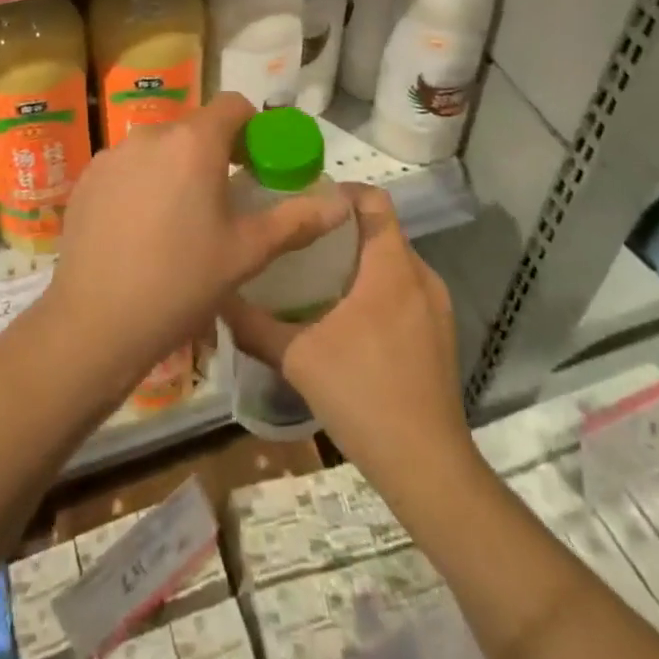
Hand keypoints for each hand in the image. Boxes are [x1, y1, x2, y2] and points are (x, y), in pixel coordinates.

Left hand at [44, 92, 350, 398]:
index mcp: (194, 142)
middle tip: (223, 200)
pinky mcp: (87, 178)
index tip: (257, 164)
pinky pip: (126, 167)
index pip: (233, 105)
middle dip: (214, 152)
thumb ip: (296, 220)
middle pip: (194, 128)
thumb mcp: (247, 253)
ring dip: (176, 167)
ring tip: (179, 219)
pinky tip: (140, 229)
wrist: (95, 323)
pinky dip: (141, 183)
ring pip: (158, 148)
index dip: (252, 127)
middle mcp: (151, 135)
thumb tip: (341, 203)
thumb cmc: (181, 283)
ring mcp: (112, 155)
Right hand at [222, 185, 471, 474]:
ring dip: (358, 260)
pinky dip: (376, 288)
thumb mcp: (297, 357)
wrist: (428, 467)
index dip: (341, 191)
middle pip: (381, 230)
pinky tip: (345, 318)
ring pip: (394, 262)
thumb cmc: (363, 395)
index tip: (304, 200)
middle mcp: (421, 276)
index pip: (375, 200)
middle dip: (341, 228)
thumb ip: (254, 324)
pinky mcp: (440, 335)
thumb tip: (218, 296)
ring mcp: (436, 308)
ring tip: (315, 275)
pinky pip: (405, 290)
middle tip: (298, 238)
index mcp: (391, 266)